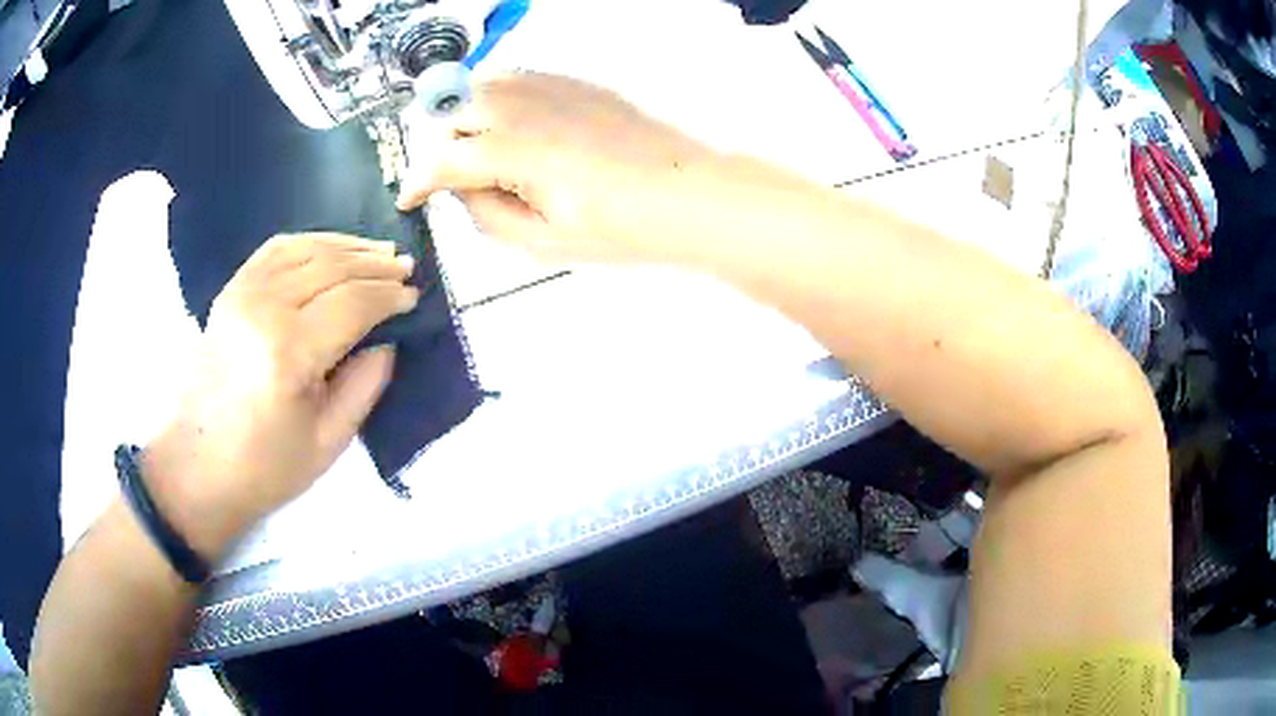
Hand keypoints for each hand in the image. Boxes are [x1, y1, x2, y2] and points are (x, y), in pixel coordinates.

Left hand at [142, 234, 418, 558]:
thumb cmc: (265, 469)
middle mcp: (263, 310)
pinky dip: (309, 242)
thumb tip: (387, 340)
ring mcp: (241, 294)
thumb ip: (365, 386)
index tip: (414, 297)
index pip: (352, 302)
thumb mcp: (328, 443)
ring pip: (305, 249)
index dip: (389, 295)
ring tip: (378, 252)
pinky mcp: (229, 292)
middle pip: (331, 266)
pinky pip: (274, 250)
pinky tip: (331, 248)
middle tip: (405, 269)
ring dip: (347, 246)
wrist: (197, 469)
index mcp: (288, 353)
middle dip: (375, 264)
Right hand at [397, 72, 721, 263]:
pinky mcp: (573, 80)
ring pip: (481, 86)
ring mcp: (551, 86)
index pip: (442, 159)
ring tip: (482, 151)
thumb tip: (462, 188)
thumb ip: (486, 214)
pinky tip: (516, 126)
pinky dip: (499, 98)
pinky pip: (516, 78)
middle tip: (456, 179)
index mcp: (514, 151)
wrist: (684, 192)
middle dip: (442, 146)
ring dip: (466, 115)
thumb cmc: (619, 228)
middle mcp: (523, 106)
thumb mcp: (542, 242)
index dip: (417, 181)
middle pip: (453, 113)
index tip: (410, 198)